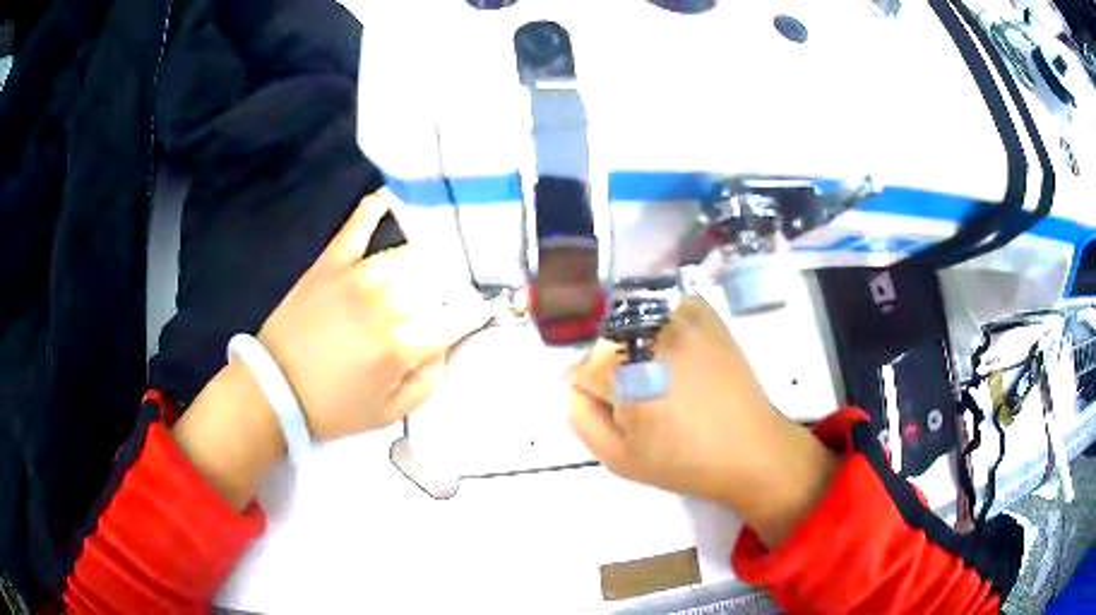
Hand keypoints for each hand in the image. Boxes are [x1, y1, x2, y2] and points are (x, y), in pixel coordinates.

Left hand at [256, 190, 490, 441]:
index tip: (480, 310)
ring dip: (426, 259)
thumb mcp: (390, 413)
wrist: (274, 389)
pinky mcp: (330, 262)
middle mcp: (384, 303)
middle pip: (435, 282)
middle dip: (451, 288)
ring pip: (407, 255)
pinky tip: (391, 196)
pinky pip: (357, 225)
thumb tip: (444, 346)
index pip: (455, 318)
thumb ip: (429, 380)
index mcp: (401, 345)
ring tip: (433, 261)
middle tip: (450, 295)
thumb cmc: (334, 407)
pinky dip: (375, 207)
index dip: (473, 313)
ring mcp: (356, 276)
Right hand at [569, 296, 837, 546]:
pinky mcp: (704, 311)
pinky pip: (660, 306)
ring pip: (629, 319)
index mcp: (628, 370)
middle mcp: (651, 330)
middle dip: (607, 366)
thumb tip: (573, 384)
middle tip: (632, 396)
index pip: (580, 368)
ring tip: (654, 374)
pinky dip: (655, 323)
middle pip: (602, 339)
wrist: (750, 448)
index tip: (608, 407)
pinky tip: (670, 351)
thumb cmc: (683, 460)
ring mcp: (680, 314)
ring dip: (628, 342)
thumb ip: (580, 417)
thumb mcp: (618, 458)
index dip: (589, 392)